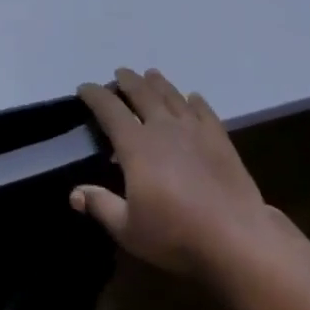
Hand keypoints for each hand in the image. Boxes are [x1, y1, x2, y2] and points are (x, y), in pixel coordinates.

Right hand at [72, 69, 270, 280]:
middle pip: (143, 94)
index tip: (84, 88)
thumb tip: (74, 193)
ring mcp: (194, 130)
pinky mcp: (220, 138)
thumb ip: (101, 205)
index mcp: (136, 146)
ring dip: (159, 83)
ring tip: (151, 75)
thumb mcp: (128, 228)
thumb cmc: (174, 234)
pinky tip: (193, 97)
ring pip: (173, 96)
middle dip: (128, 81)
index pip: (110, 110)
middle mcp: (164, 128)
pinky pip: (204, 110)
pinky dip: (194, 100)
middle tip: (120, 73)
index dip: (95, 95)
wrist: (235, 236)